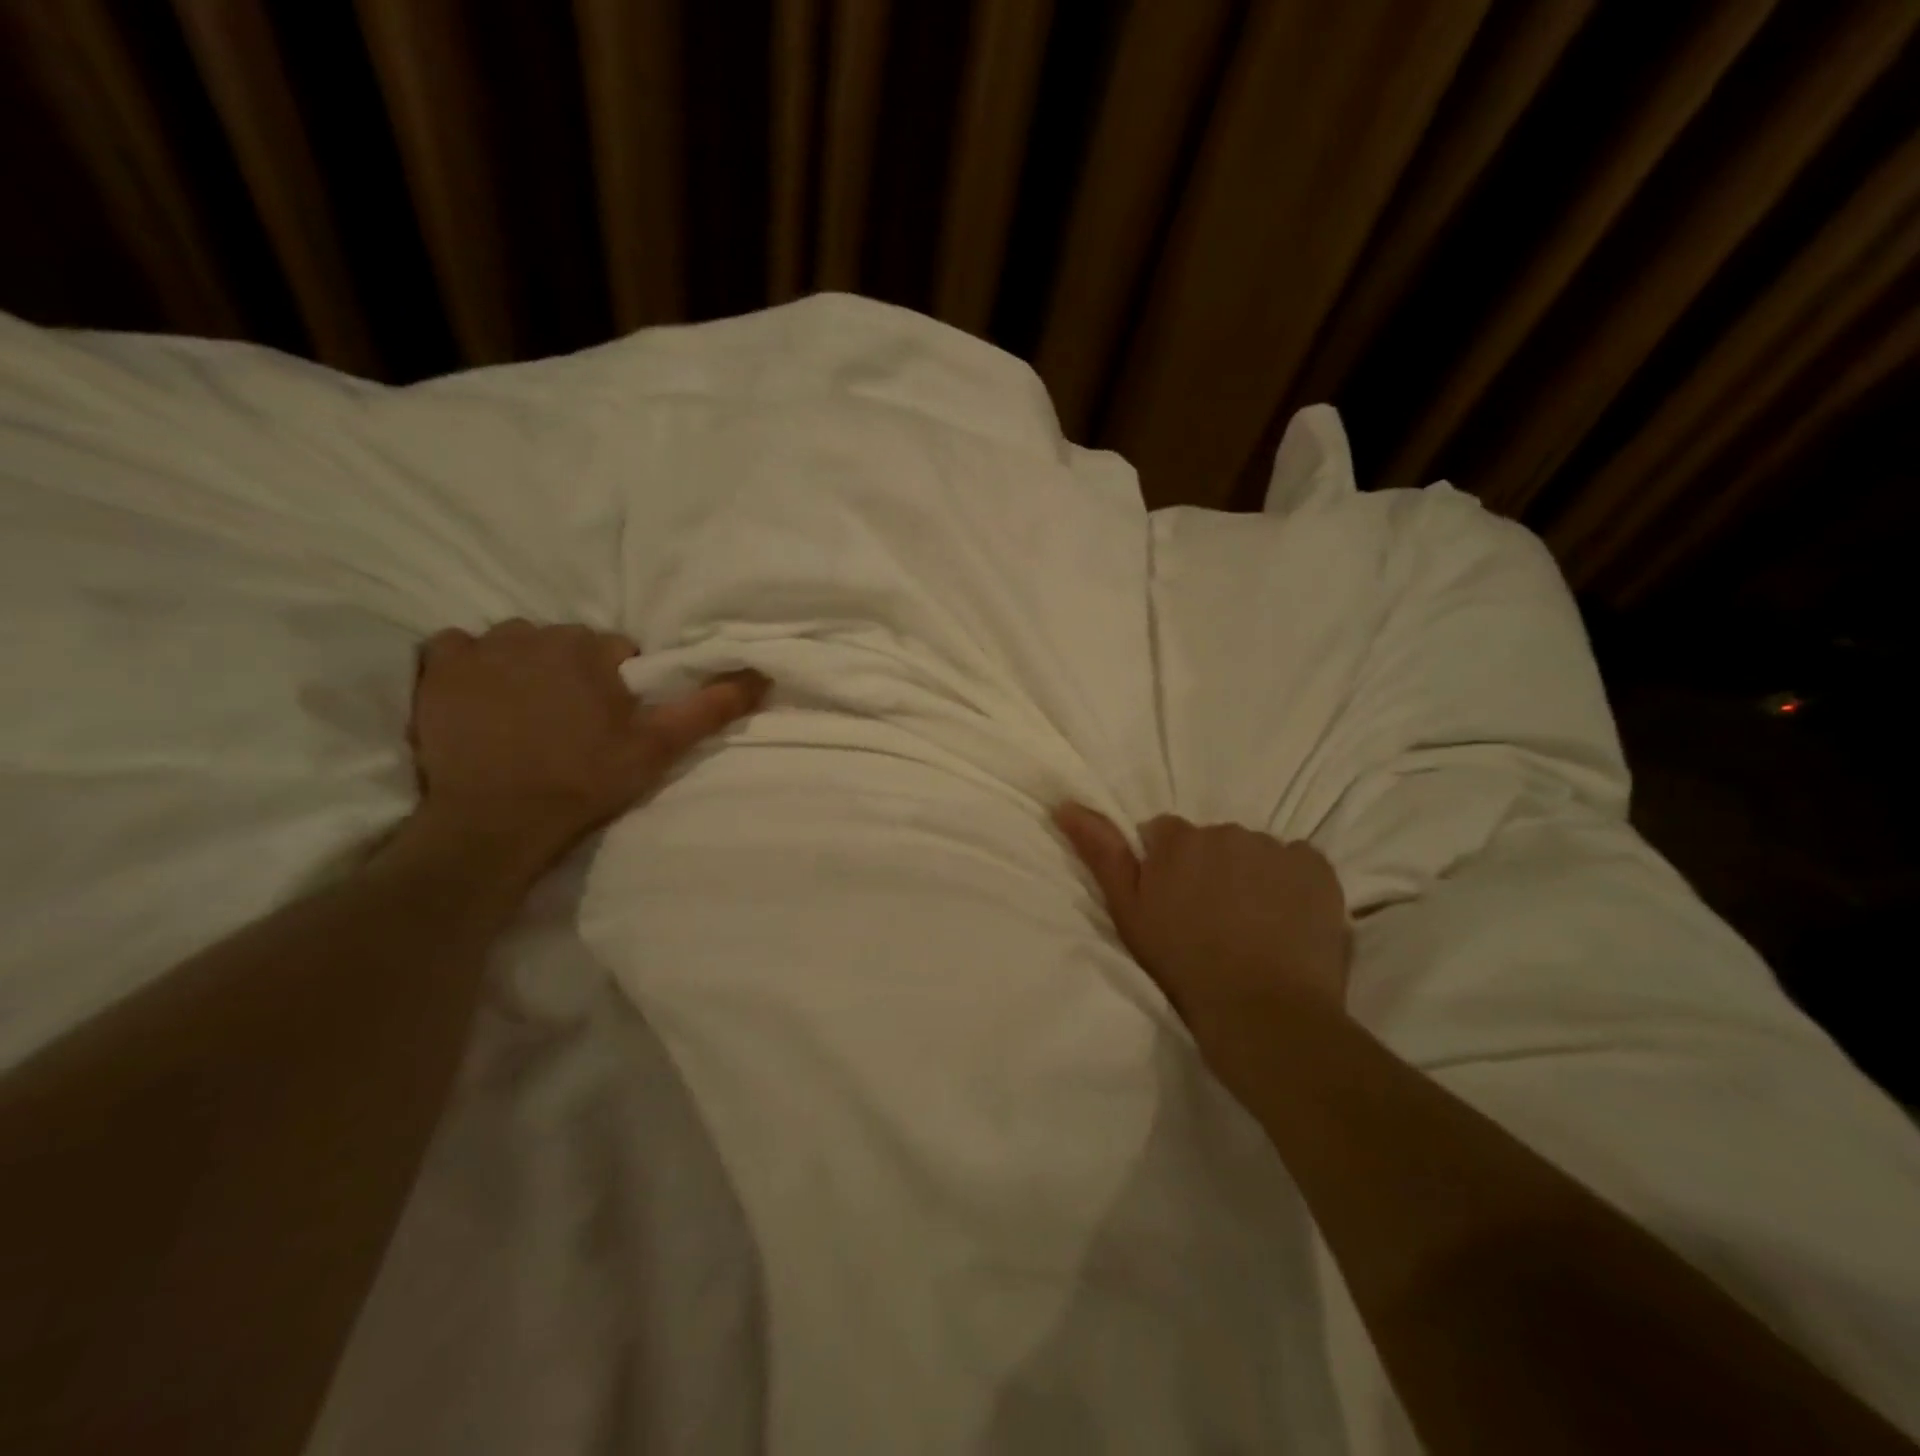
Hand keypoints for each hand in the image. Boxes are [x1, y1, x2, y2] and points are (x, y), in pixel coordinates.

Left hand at [410, 619, 766, 869]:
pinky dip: (471, 668)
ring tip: (527, 716)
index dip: (620, 686)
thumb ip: (710, 707)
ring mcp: (479, 650)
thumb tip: (762, 675)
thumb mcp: (659, 748)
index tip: (613, 723)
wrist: (496, 823)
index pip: (617, 651)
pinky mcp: (437, 670)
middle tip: (573, 724)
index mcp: (589, 648)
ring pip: (516, 645)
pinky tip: (481, 701)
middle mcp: (534, 634)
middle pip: (566, 645)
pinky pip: (458, 649)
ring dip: (525, 668)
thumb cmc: (584, 782)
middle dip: (574, 674)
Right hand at [1054, 805, 1351, 1044]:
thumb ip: (1100, 852)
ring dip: (1250, 877)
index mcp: (1177, 841)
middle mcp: (1225, 831)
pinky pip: (1297, 864)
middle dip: (1210, 869)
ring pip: (1254, 853)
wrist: (1263, 1013)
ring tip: (1253, 927)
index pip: (1165, 834)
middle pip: (1212, 842)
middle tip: (1213, 922)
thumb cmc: (1183, 966)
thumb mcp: (1128, 912)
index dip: (1167, 868)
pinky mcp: (1317, 868)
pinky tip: (1287, 922)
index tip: (1173, 904)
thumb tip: (1064, 804)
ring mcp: (1274, 848)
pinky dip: (1291, 885)